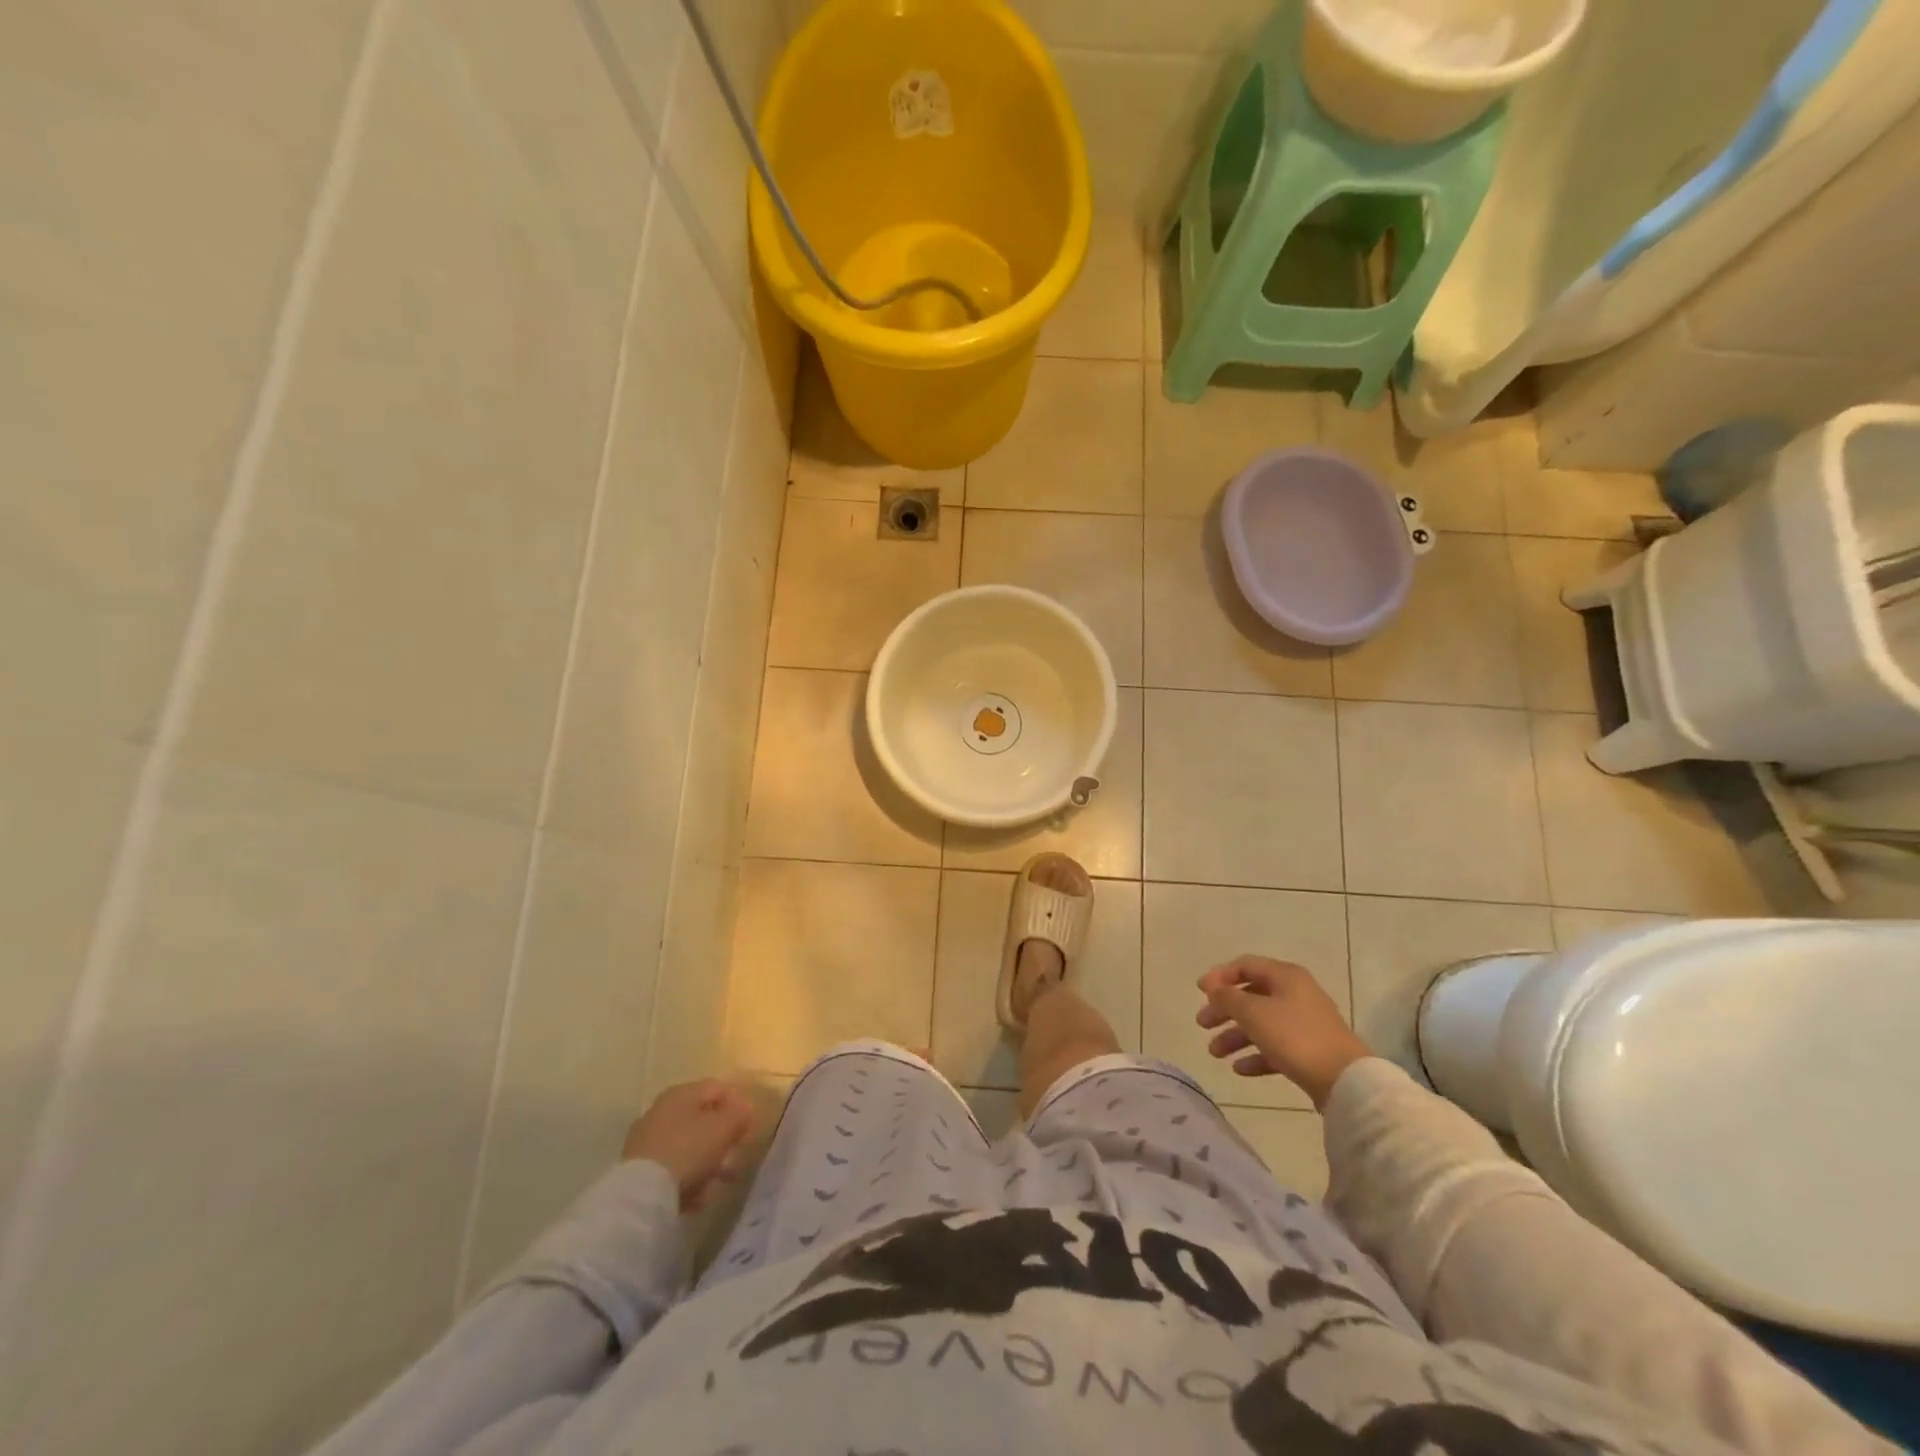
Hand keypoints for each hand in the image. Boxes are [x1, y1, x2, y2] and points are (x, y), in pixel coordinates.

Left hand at [622, 1080, 757, 1210]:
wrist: (641, 1194)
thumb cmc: (688, 1150)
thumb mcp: (724, 1128)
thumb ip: (740, 1114)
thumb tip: (745, 1108)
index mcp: (682, 1092)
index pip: (719, 1088)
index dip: (739, 1105)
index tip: (749, 1129)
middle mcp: (662, 1110)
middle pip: (702, 1119)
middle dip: (722, 1139)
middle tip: (735, 1158)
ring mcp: (647, 1139)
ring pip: (688, 1146)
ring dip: (707, 1162)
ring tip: (718, 1184)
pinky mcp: (638, 1168)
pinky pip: (672, 1168)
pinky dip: (687, 1179)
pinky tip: (697, 1198)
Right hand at [1196, 956, 1371, 1109]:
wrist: (1345, 1080)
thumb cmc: (1295, 1036)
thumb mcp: (1253, 1012)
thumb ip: (1228, 997)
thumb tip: (1214, 989)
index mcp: (1285, 976)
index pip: (1245, 965)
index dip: (1220, 976)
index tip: (1200, 991)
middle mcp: (1295, 994)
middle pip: (1251, 996)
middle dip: (1224, 1010)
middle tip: (1202, 1024)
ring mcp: (1304, 1023)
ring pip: (1261, 1023)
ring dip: (1235, 1036)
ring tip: (1215, 1053)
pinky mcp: (1309, 1051)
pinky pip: (1275, 1047)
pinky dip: (1256, 1055)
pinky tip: (1239, 1069)